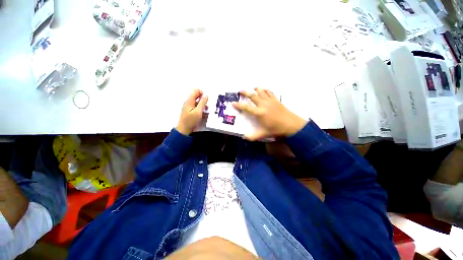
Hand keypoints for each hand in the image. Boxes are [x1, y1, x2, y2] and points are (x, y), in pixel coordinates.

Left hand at [176, 89, 207, 135]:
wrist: (184, 129)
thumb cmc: (191, 120)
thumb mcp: (198, 111)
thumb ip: (203, 103)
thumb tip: (206, 96)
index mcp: (189, 101)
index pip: (196, 91)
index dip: (202, 93)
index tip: (207, 99)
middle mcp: (189, 102)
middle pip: (197, 96)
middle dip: (203, 99)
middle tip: (207, 105)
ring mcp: (189, 107)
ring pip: (197, 102)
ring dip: (203, 104)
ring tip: (206, 110)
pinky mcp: (190, 111)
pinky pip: (196, 107)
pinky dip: (201, 108)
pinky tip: (204, 113)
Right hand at [233, 88, 306, 140]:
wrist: (292, 125)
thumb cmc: (276, 130)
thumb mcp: (264, 134)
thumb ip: (252, 136)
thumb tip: (244, 137)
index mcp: (259, 113)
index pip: (246, 108)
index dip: (238, 105)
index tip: (233, 102)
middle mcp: (263, 104)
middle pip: (252, 95)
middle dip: (245, 92)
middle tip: (240, 90)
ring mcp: (270, 101)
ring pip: (261, 91)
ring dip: (255, 89)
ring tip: (252, 88)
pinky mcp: (276, 100)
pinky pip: (270, 92)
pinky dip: (265, 90)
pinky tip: (264, 90)